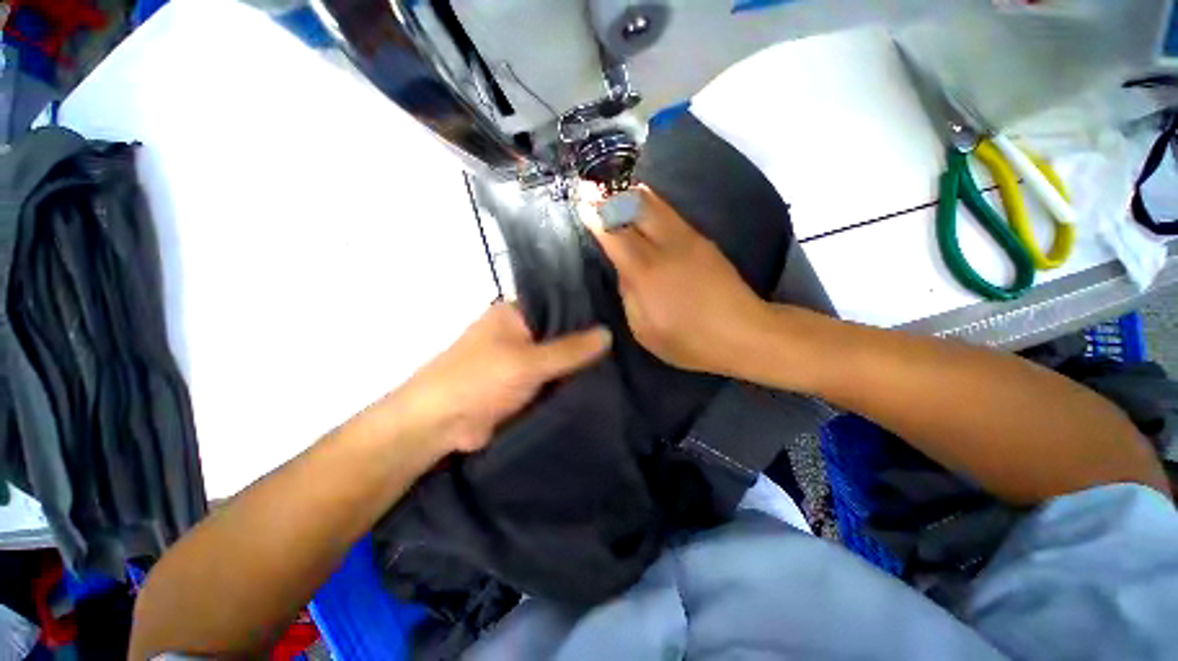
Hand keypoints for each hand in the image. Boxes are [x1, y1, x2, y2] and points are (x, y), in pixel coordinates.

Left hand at [378, 303, 610, 454]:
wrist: (437, 424)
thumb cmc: (479, 380)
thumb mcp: (529, 362)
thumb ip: (570, 349)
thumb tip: (608, 333)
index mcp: (513, 313)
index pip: (556, 302)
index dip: (585, 309)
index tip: (616, 315)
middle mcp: (515, 330)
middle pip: (557, 330)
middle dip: (584, 338)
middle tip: (622, 341)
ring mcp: (516, 357)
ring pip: (554, 355)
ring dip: (575, 362)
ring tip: (616, 360)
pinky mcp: (518, 382)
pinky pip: (548, 376)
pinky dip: (565, 379)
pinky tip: (593, 381)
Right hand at [586, 185, 771, 376]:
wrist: (743, 333)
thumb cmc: (688, 341)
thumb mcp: (644, 330)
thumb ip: (629, 295)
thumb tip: (625, 269)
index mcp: (647, 272)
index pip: (615, 233)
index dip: (596, 215)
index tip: (582, 201)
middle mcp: (667, 247)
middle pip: (635, 207)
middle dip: (610, 195)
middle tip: (593, 186)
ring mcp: (689, 239)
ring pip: (655, 204)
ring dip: (631, 194)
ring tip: (614, 189)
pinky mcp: (703, 240)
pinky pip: (670, 213)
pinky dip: (651, 203)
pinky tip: (644, 204)